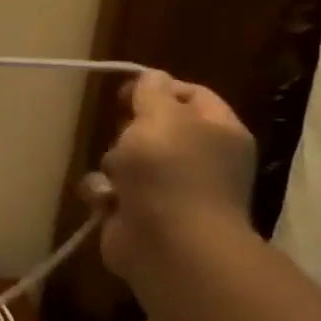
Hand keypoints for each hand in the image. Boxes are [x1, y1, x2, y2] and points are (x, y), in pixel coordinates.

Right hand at [85, 70, 256, 281]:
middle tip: (125, 137)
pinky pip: (108, 190)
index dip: (159, 88)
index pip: (192, 95)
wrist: (169, 243)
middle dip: (128, 131)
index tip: (126, 92)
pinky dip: (102, 194)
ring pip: (123, 159)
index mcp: (218, 132)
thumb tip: (153, 77)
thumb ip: (153, 92)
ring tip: (116, 177)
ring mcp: (166, 189)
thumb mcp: (161, 117)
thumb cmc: (171, 172)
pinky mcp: (136, 213)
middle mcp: (196, 159)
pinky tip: (107, 201)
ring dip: (111, 164)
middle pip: (151, 128)